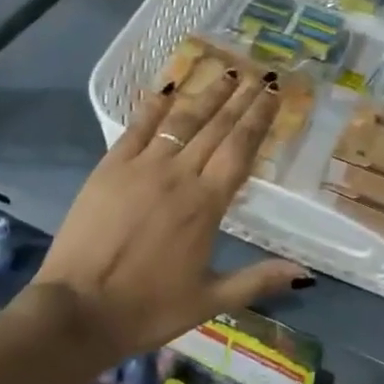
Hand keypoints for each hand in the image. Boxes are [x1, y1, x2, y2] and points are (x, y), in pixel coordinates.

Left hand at [31, 70, 309, 366]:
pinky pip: (137, 128)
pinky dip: (153, 106)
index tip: (273, 93)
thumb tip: (306, 274)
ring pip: (181, 120)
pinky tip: (166, 89)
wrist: (78, 311)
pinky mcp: (110, 167)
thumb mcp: (209, 300)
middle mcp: (179, 175)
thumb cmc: (147, 309)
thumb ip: (258, 280)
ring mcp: (142, 167)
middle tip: (258, 74)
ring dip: (206, 95)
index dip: (259, 118)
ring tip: (226, 73)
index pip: (240, 149)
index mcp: (206, 204)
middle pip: (216, 127)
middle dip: (240, 98)